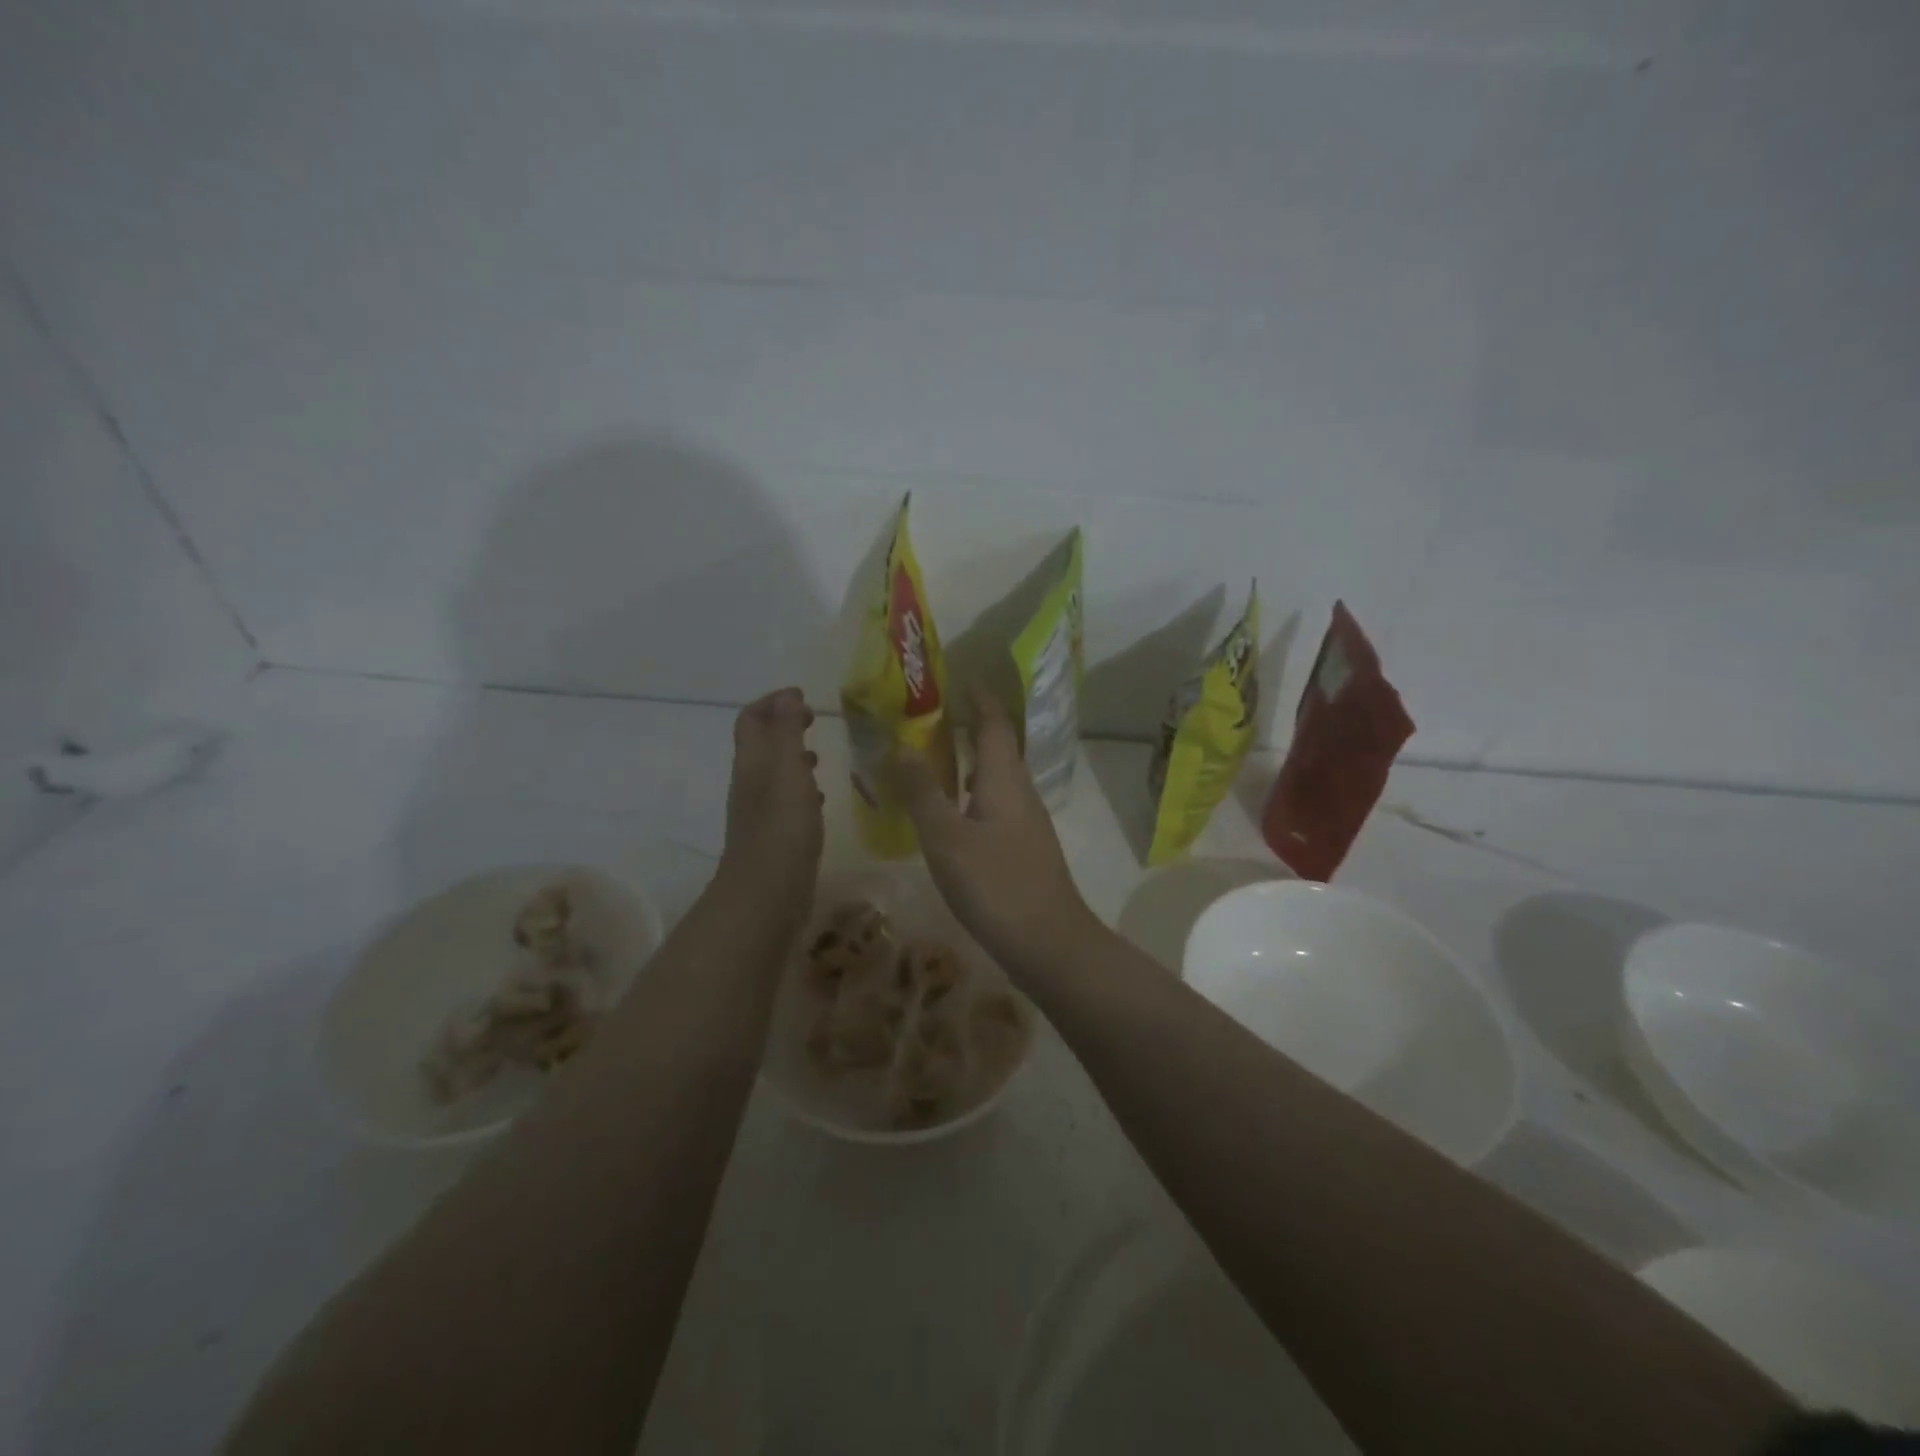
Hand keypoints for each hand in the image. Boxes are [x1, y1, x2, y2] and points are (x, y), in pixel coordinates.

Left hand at [719, 687, 823, 923]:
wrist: (767, 892)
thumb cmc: (781, 825)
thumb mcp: (788, 769)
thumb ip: (787, 731)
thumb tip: (786, 696)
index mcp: (752, 762)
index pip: (751, 719)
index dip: (772, 702)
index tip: (802, 695)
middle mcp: (750, 782)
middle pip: (760, 743)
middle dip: (783, 725)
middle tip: (813, 719)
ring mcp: (759, 811)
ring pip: (773, 772)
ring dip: (792, 757)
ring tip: (819, 755)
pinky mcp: (774, 835)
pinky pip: (784, 800)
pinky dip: (800, 787)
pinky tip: (819, 798)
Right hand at [889, 689, 1097, 974]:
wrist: (1049, 944)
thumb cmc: (995, 885)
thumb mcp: (947, 838)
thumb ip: (922, 791)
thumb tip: (900, 744)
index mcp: (1004, 781)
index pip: (994, 725)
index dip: (979, 700)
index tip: (962, 679)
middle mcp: (1022, 794)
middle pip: (999, 749)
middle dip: (973, 728)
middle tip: (934, 719)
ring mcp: (1028, 824)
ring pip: (999, 780)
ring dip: (973, 763)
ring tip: (938, 761)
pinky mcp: (1027, 851)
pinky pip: (998, 806)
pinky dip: (975, 795)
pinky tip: (954, 816)